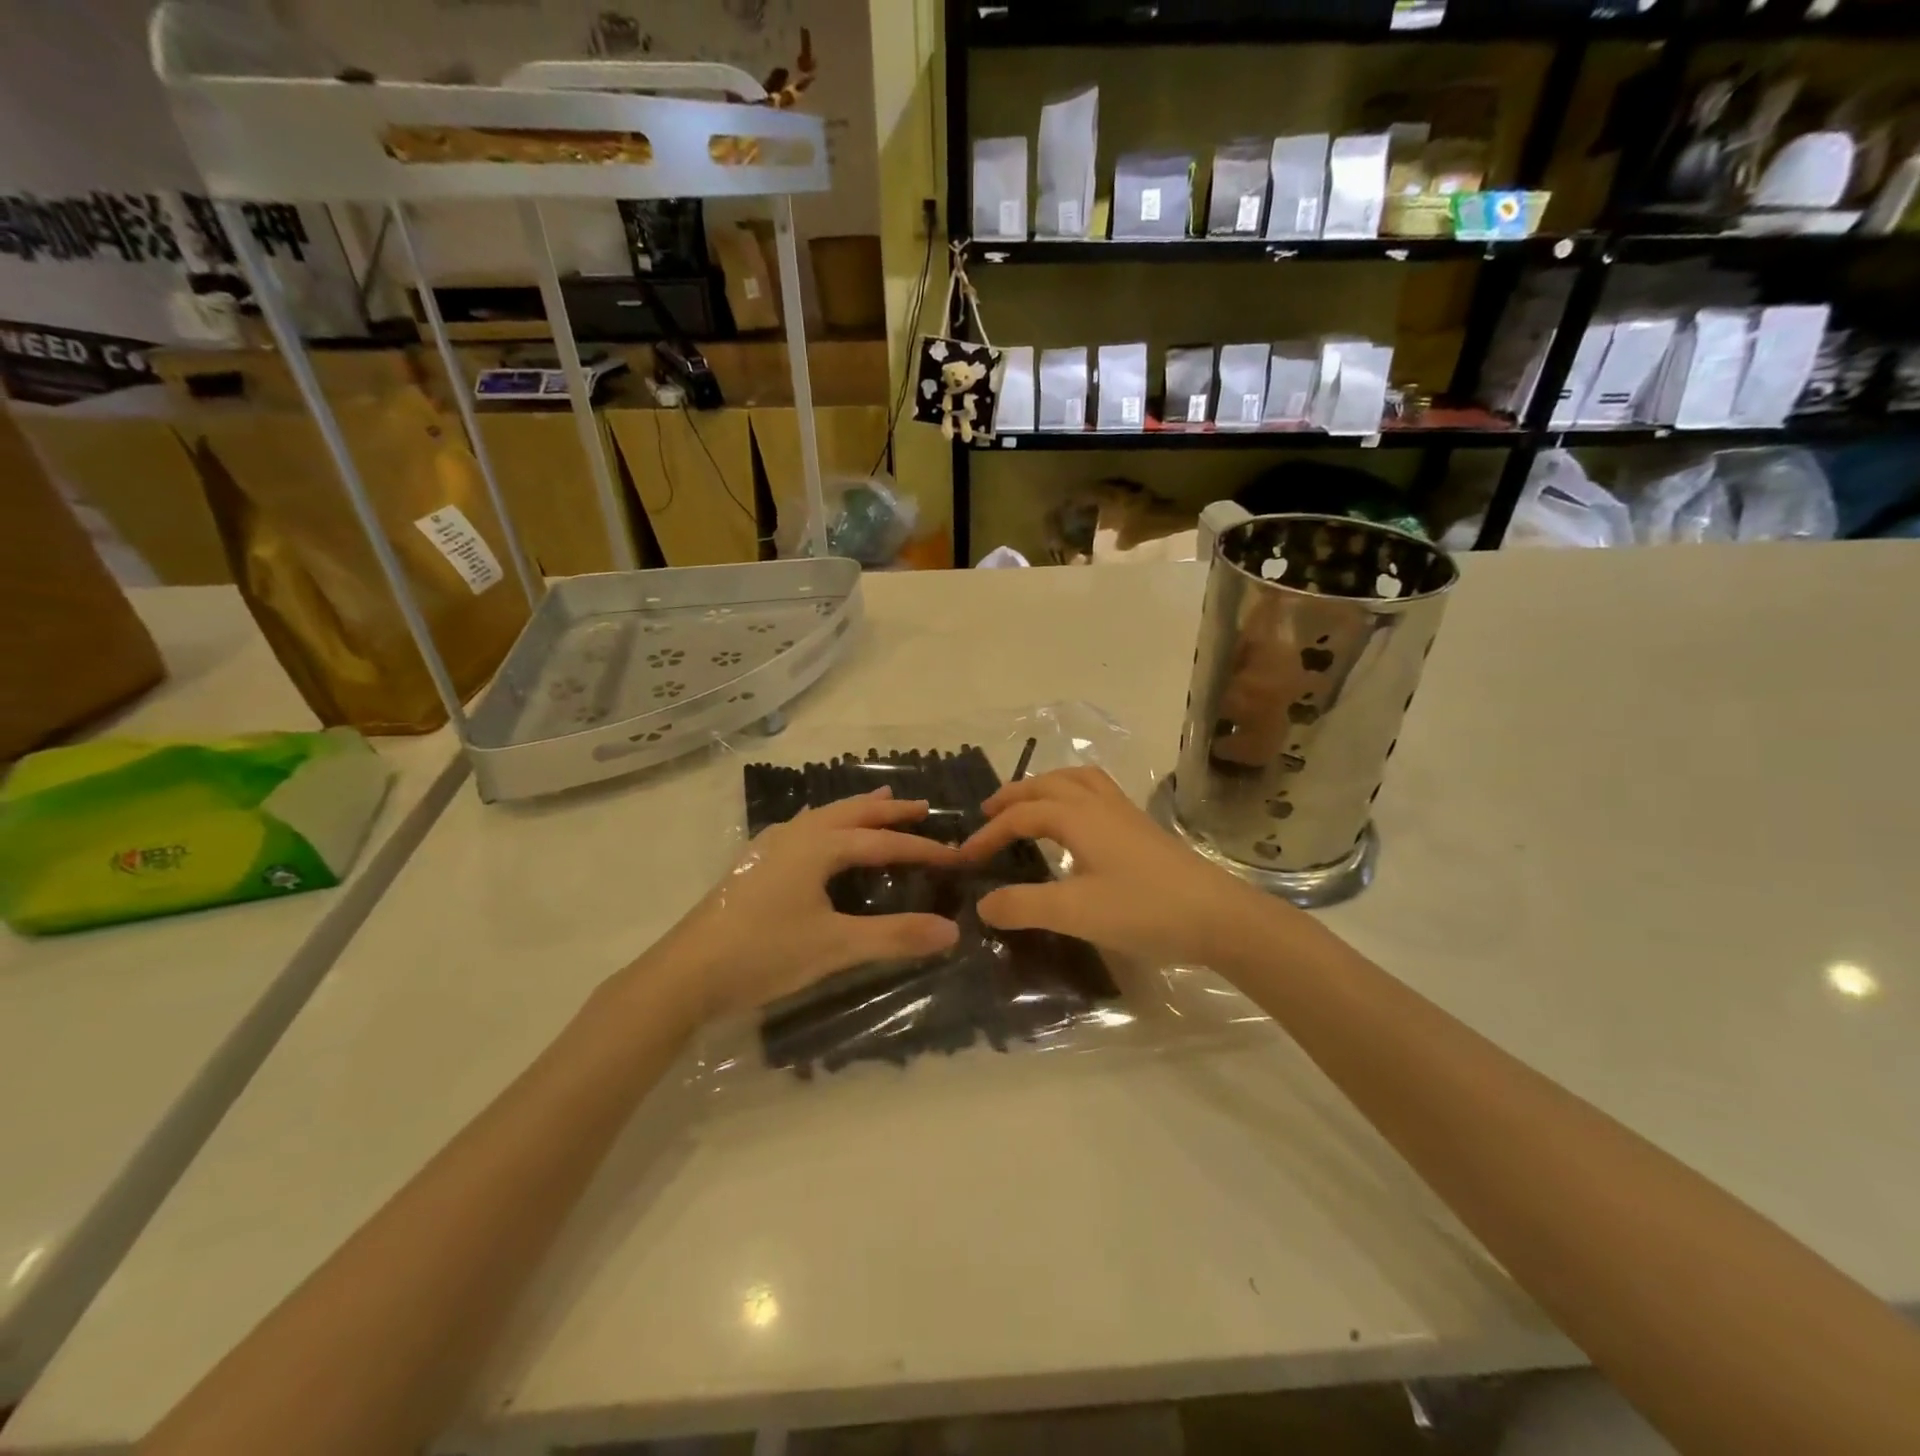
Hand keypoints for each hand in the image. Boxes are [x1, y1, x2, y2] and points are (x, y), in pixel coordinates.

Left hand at [651, 788, 961, 1020]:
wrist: (685, 973)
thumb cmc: (763, 953)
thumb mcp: (834, 947)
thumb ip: (894, 936)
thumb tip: (951, 931)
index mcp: (818, 846)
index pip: (882, 841)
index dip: (920, 848)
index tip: (954, 856)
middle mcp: (795, 835)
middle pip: (852, 812)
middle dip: (889, 810)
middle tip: (922, 807)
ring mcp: (769, 846)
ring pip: (823, 816)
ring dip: (857, 810)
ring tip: (881, 802)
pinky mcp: (754, 864)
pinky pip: (803, 828)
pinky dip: (828, 823)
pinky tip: (822, 835)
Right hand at [958, 767, 1291, 966]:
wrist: (1220, 917)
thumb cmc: (1144, 910)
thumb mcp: (1075, 912)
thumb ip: (1023, 906)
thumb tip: (983, 903)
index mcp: (1078, 817)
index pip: (1020, 815)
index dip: (988, 834)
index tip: (963, 859)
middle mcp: (1099, 805)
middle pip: (1048, 785)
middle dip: (1013, 796)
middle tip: (987, 813)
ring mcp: (1125, 814)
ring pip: (1077, 781)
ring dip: (1045, 786)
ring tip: (1028, 804)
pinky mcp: (1143, 829)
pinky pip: (1097, 792)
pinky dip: (1073, 794)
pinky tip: (1077, 823)